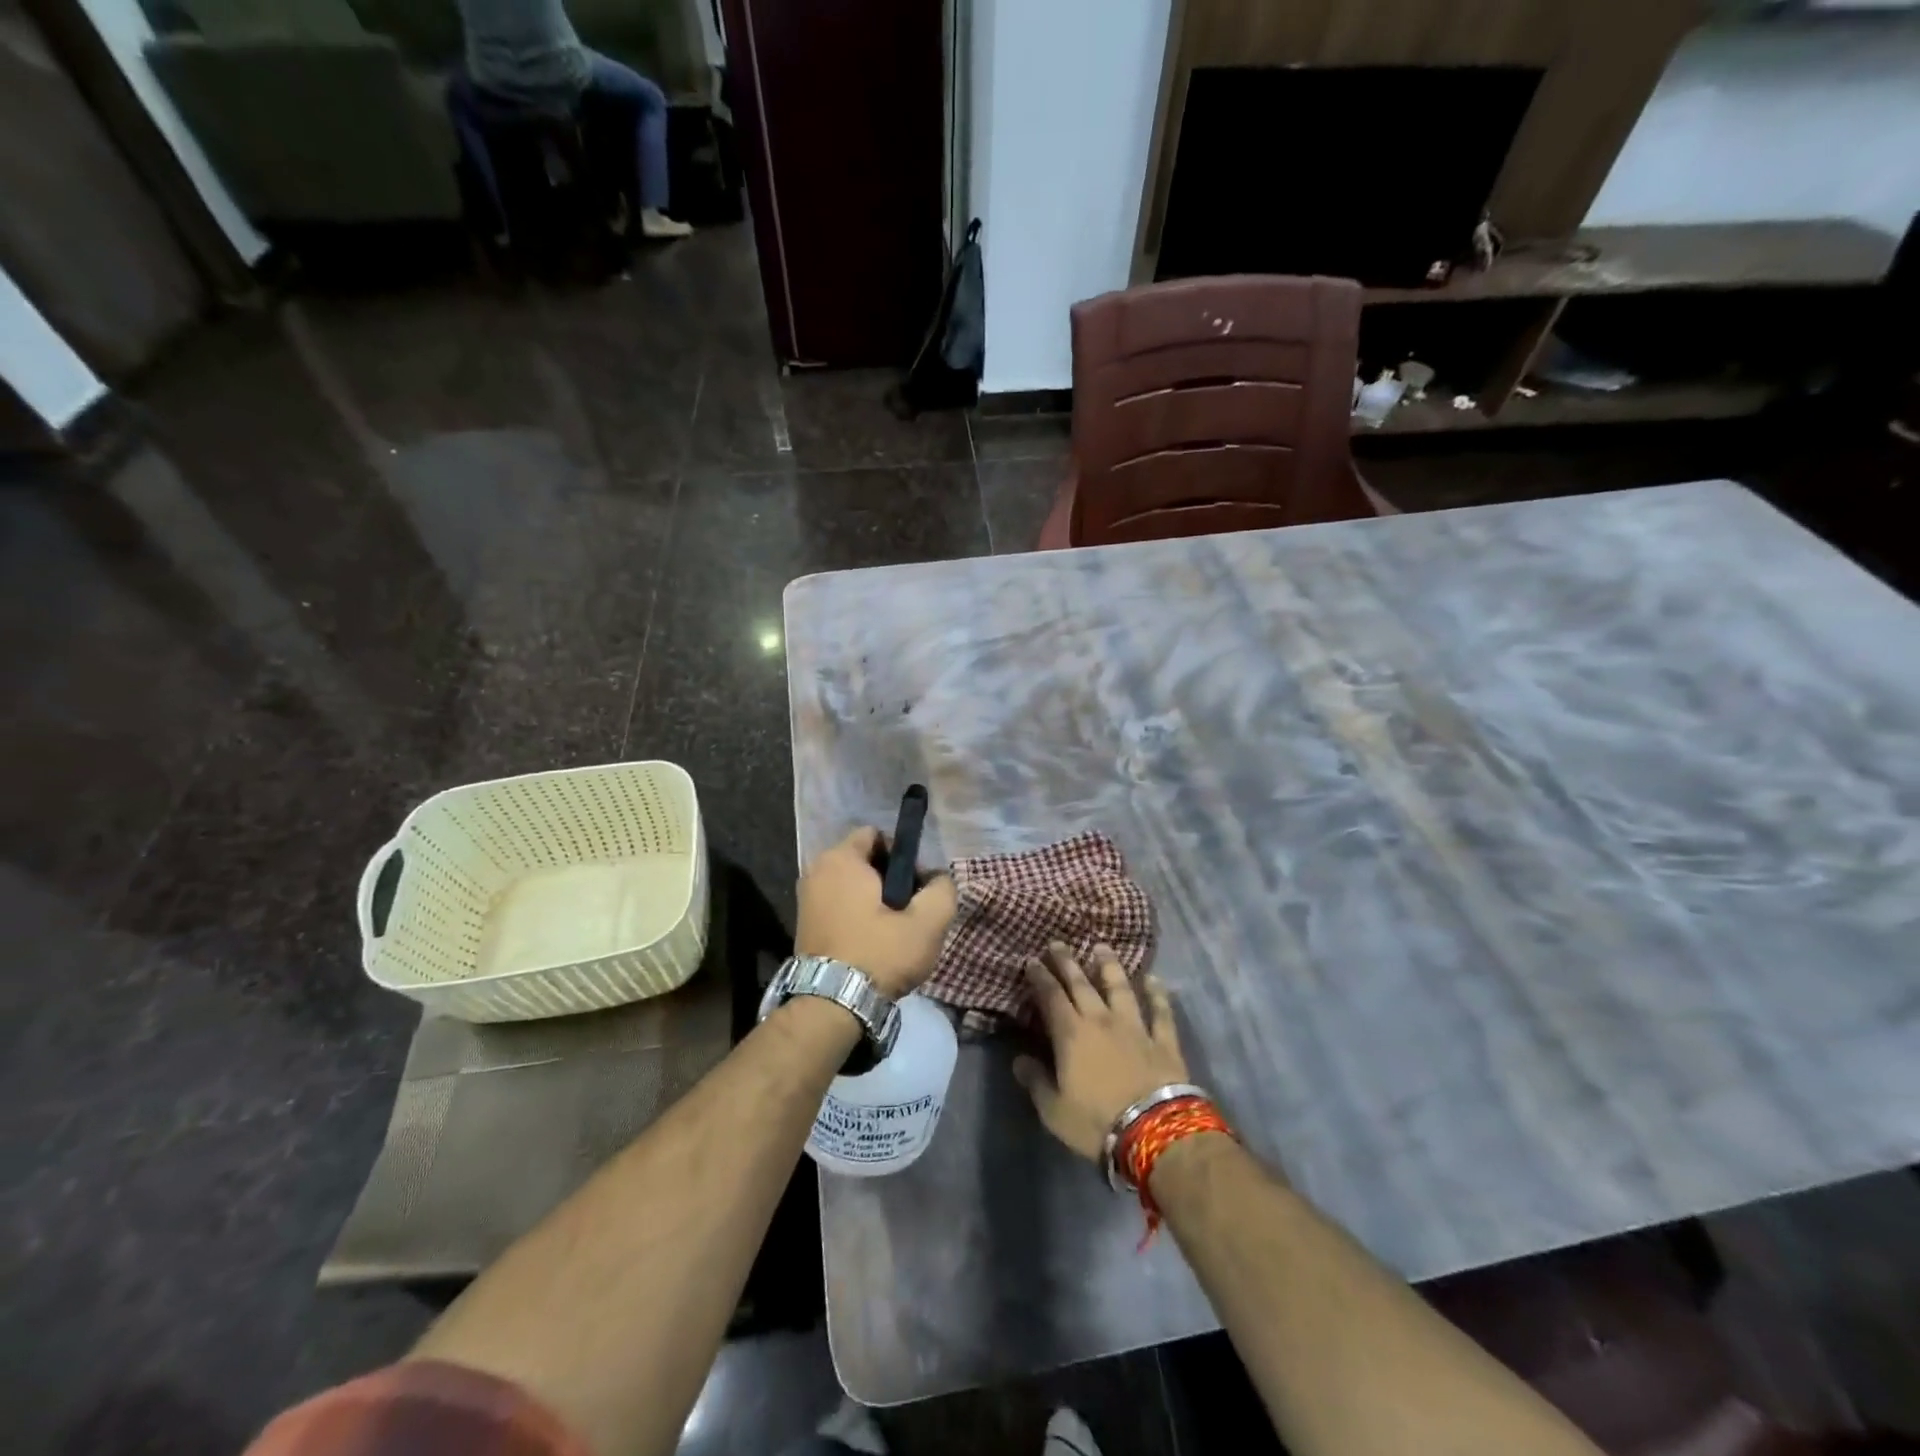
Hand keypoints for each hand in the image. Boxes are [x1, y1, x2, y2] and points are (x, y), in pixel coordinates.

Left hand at [795, 826, 957, 999]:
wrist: (831, 1006)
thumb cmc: (879, 954)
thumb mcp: (927, 923)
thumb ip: (942, 891)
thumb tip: (938, 880)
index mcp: (841, 859)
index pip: (876, 835)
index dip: (902, 855)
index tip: (916, 885)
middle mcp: (816, 871)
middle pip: (863, 861)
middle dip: (889, 879)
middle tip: (909, 910)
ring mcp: (806, 899)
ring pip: (851, 886)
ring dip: (873, 901)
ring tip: (893, 930)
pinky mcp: (803, 925)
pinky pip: (837, 906)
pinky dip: (855, 917)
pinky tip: (872, 943)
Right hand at [1013, 942, 1187, 1160]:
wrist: (1154, 1131)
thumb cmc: (1096, 1122)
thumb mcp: (1054, 1110)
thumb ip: (1036, 1081)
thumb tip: (1018, 1060)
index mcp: (1071, 1034)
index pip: (1051, 997)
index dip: (1040, 977)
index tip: (1032, 961)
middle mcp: (1101, 1020)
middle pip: (1081, 984)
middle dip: (1067, 962)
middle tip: (1058, 944)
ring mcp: (1135, 1027)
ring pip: (1120, 988)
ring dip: (1109, 966)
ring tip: (1102, 948)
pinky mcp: (1163, 1040)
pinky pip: (1161, 1012)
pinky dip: (1157, 994)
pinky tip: (1154, 979)